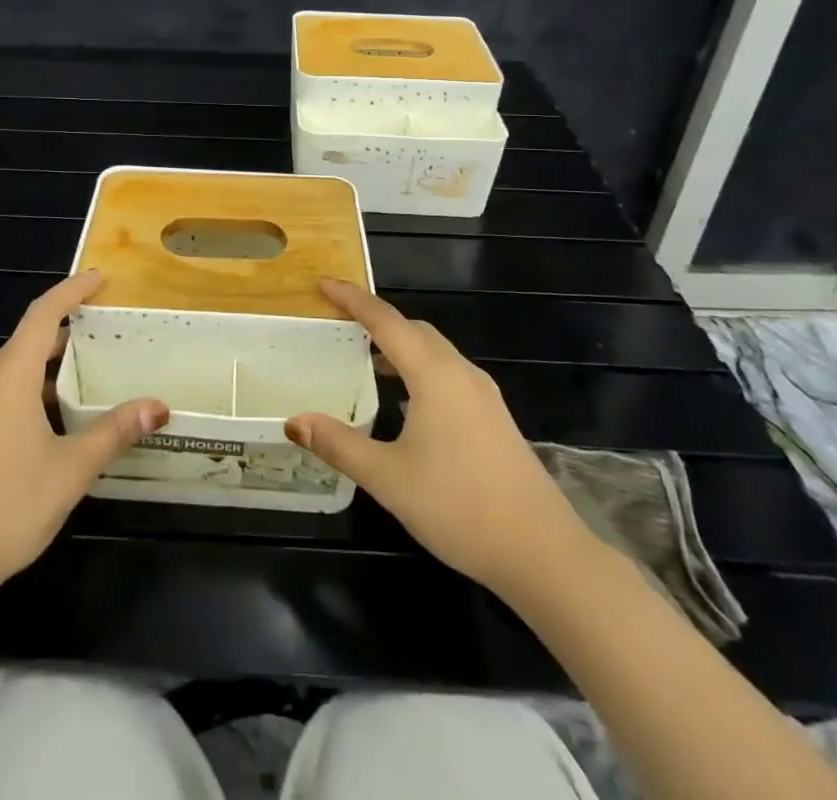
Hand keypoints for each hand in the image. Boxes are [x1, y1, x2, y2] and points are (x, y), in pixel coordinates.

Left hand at [0, 269, 168, 599]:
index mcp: (8, 379)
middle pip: (24, 343)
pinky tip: (43, 430)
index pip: (42, 316)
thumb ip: (114, 433)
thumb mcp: (71, 469)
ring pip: (8, 375)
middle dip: (62, 332)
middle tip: (99, 333)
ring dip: (43, 369)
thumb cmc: (6, 507)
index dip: (71, 291)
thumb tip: (158, 406)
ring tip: (78, 382)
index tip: (98, 277)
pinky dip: (25, 396)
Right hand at [286, 279, 592, 593]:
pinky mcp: (494, 417)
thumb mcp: (388, 478)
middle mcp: (461, 373)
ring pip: (434, 352)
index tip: (322, 284)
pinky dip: (419, 369)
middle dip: (376, 320)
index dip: (352, 299)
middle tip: (339, 323)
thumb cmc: (459, 507)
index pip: (385, 321)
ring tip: (365, 360)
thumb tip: (293, 421)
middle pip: (413, 330)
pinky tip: (405, 402)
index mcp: (434, 374)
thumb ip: (339, 445)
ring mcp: (483, 395)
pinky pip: (448, 374)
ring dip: (399, 346)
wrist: (543, 552)